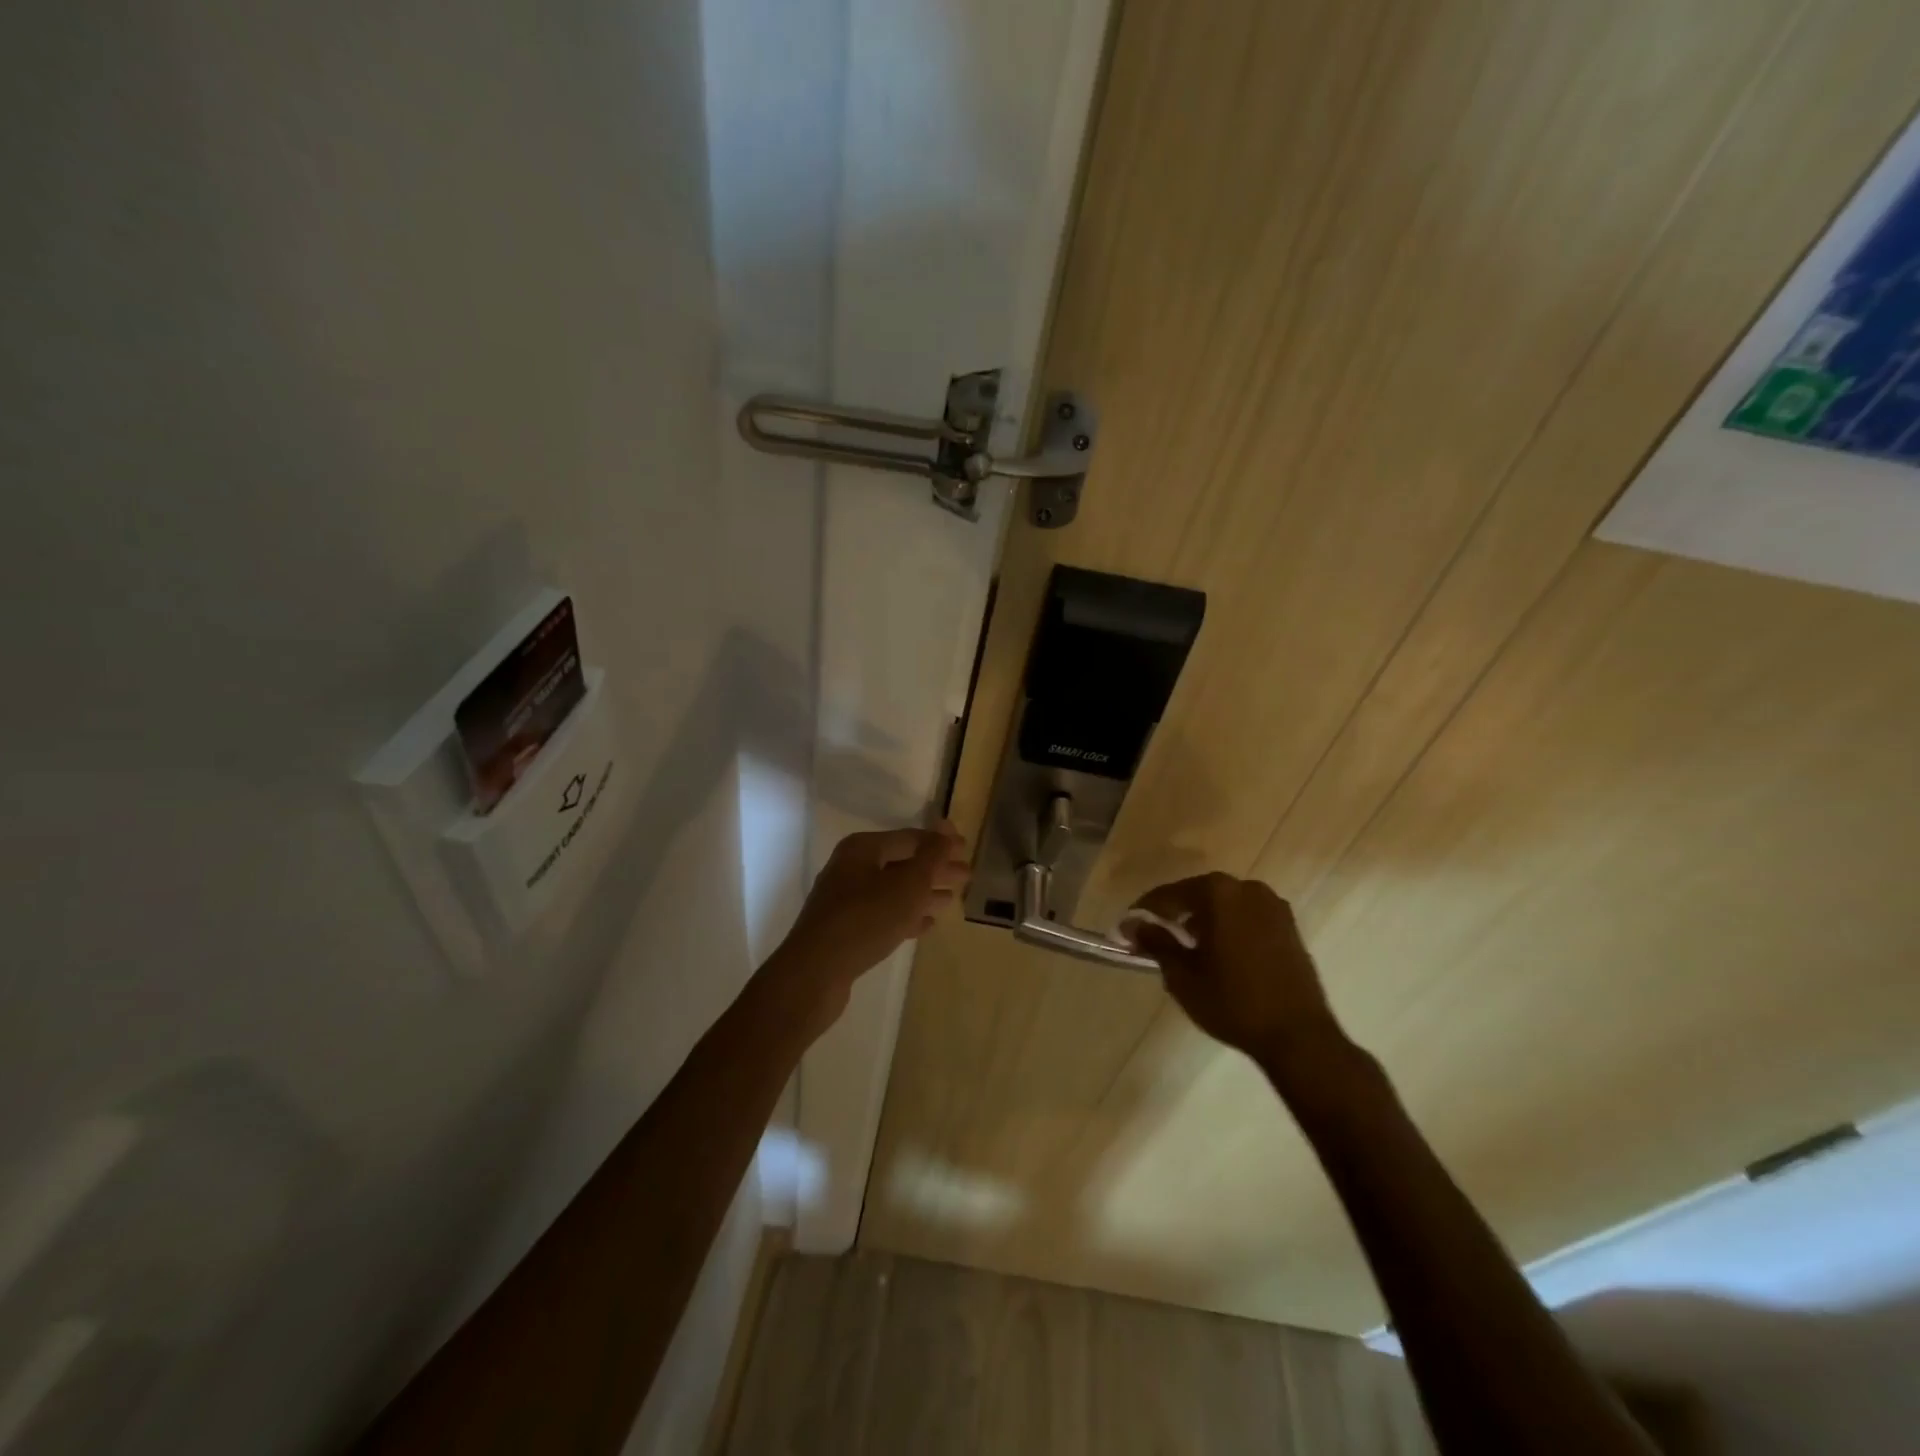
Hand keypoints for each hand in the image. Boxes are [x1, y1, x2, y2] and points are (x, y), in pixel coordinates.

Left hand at [769, 821, 969, 1033]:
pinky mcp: (845, 928)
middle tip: (966, 877)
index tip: (967, 850)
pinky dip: (906, 915)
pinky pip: (883, 914)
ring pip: (893, 890)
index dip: (940, 844)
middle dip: (935, 869)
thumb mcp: (907, 884)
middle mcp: (851, 867)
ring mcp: (845, 899)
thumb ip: (931, 855)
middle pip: (902, 863)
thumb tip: (947, 826)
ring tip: (951, 900)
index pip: (910, 838)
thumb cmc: (866, 919)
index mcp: (863, 849)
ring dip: (923, 893)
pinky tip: (926, 925)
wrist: (815, 972)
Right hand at [1124, 873, 1347, 1072]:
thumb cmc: (1232, 1002)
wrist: (1298, 1035)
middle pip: (1198, 894)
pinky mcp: (1289, 926)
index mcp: (1217, 893)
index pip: (1169, 895)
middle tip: (1156, 937)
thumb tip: (1132, 926)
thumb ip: (1155, 943)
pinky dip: (1229, 927)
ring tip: (1188, 947)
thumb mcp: (1183, 975)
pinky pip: (1247, 917)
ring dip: (1204, 919)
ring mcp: (1273, 905)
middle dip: (1176, 914)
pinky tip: (1220, 953)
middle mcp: (1246, 888)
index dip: (1145, 912)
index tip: (1128, 928)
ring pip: (1225, 905)